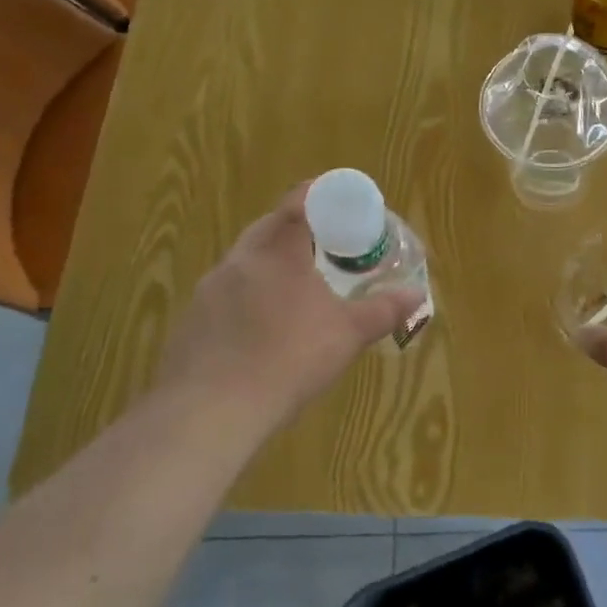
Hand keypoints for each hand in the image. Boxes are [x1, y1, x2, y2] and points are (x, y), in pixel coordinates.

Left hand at [152, 183, 422, 432]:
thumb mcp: (348, 335)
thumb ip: (383, 310)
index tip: (336, 202)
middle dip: (295, 233)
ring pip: (243, 264)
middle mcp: (238, 260)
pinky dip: (246, 302)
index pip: (297, 203)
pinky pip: (224, 298)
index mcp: (278, 251)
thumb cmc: (289, 359)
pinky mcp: (190, 322)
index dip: (318, 195)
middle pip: (267, 229)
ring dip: (269, 269)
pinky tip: (260, 333)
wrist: (211, 411)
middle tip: (323, 249)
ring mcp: (208, 291)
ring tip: (294, 293)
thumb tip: (417, 295)